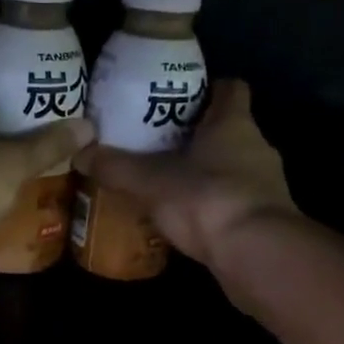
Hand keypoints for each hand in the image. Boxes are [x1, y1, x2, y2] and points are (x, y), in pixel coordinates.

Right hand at [74, 79, 295, 269]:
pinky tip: (184, 218)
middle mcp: (256, 147)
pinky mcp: (263, 219)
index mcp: (233, 123)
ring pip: (231, 168)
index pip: (230, 89)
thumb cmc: (207, 199)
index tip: (179, 98)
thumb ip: (116, 167)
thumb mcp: (151, 181)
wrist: (256, 254)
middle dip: (196, 136)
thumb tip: (78, 152)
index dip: (208, 89)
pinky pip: (233, 202)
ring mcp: (265, 185)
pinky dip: (211, 206)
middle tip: (158, 143)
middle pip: (228, 130)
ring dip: (204, 174)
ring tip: (166, 183)